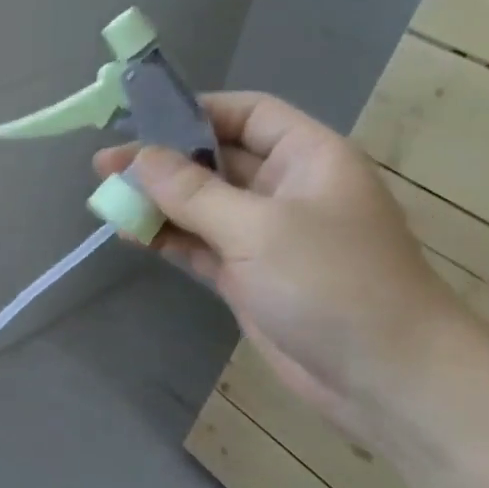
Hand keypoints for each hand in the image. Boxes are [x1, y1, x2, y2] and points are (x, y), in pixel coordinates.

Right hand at [95, 93, 463, 438]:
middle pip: (216, 160)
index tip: (140, 121)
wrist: (384, 376)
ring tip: (105, 198)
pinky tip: (129, 234)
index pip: (247, 114)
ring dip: (157, 202)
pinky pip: (200, 245)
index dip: (195, 111)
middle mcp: (285, 189)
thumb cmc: (331, 283)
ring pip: (201, 206)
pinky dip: (167, 239)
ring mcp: (266, 236)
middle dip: (162, 161)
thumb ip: (193, 192)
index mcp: (307, 158)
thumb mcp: (258, 228)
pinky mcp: (249, 276)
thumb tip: (140, 157)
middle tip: (103, 165)